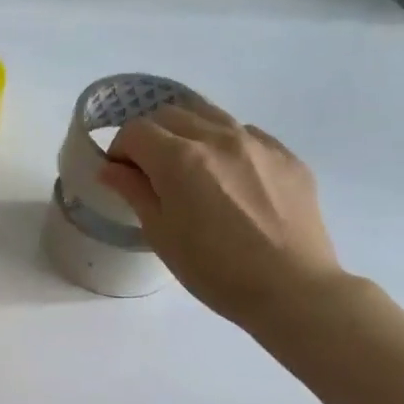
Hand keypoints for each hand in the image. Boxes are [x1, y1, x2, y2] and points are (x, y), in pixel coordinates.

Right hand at [96, 97, 343, 327]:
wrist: (292, 289)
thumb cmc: (213, 269)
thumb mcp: (160, 233)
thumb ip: (133, 191)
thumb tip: (111, 169)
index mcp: (179, 158)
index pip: (136, 130)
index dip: (121, 150)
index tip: (122, 175)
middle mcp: (217, 138)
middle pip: (170, 114)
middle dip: (151, 136)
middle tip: (150, 170)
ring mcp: (257, 143)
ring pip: (209, 115)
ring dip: (188, 132)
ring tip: (190, 167)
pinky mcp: (286, 156)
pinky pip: (245, 133)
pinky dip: (225, 144)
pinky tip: (230, 178)